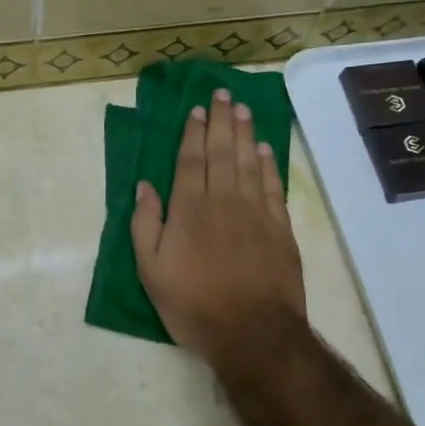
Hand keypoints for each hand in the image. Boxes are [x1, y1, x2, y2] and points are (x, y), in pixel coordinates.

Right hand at [131, 88, 305, 365]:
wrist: (252, 332)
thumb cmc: (193, 304)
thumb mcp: (151, 270)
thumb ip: (145, 224)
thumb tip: (144, 186)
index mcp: (189, 208)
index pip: (190, 159)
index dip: (193, 132)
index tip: (197, 109)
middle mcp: (223, 200)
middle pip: (222, 151)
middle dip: (221, 121)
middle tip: (223, 93)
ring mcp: (255, 212)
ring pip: (248, 162)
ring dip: (245, 133)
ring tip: (242, 108)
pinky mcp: (280, 227)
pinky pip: (273, 185)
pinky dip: (268, 164)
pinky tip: (264, 149)